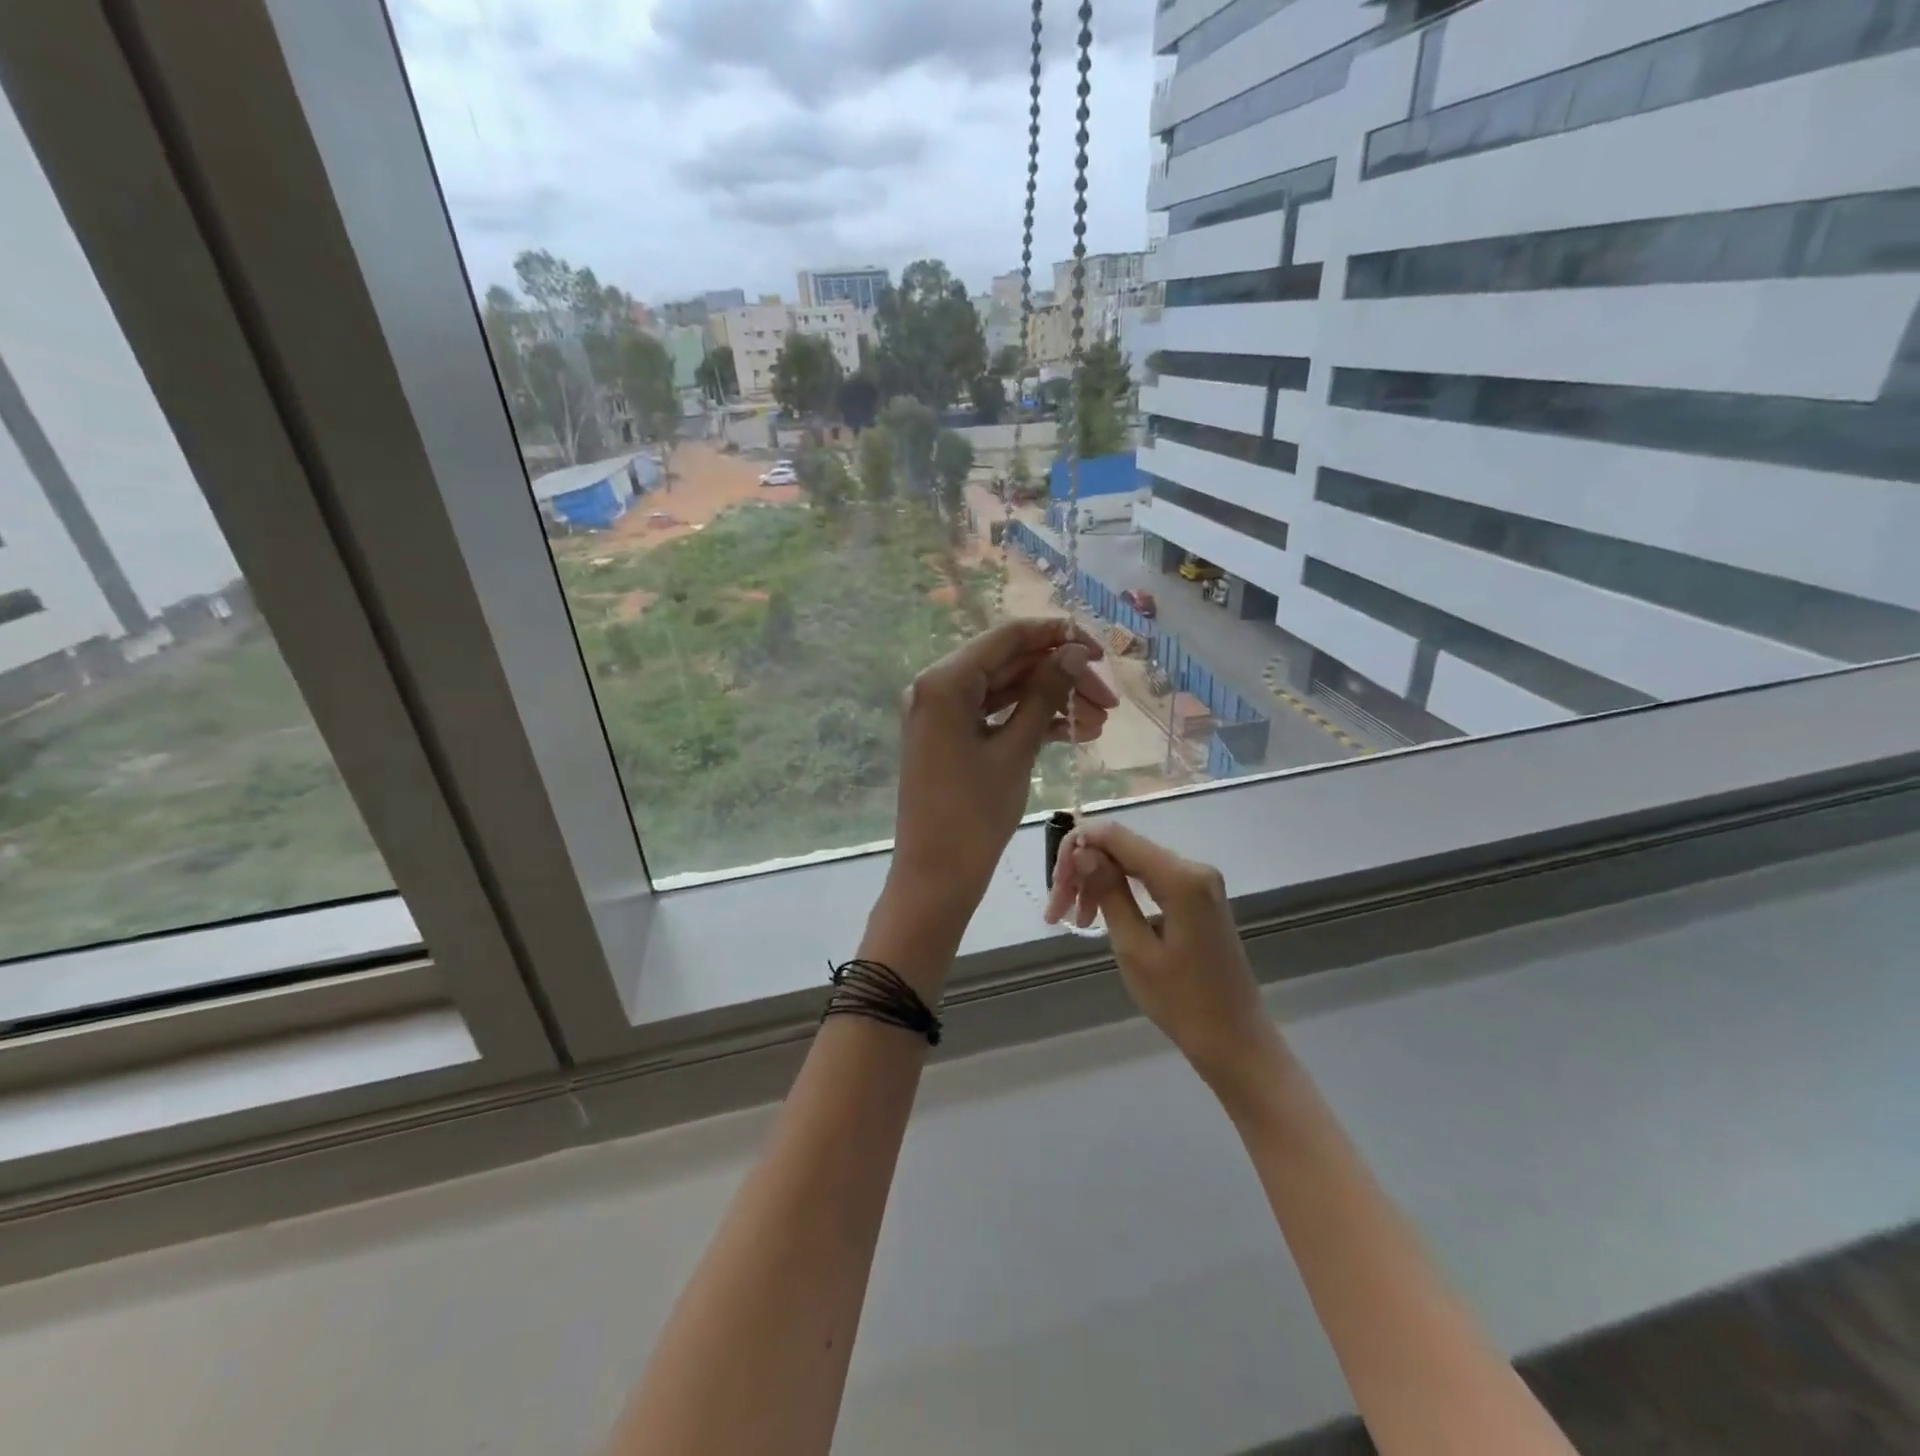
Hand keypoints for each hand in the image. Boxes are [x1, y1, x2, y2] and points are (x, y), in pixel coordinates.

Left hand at [889, 619, 1119, 926]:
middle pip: (1009, 664)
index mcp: (945, 681)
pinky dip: (1030, 721)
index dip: (1057, 636)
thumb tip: (1074, 652)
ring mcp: (942, 714)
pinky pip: (995, 716)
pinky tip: (1073, 734)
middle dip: (1061, 676)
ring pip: (1006, 691)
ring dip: (1051, 701)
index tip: (1100, 650)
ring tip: (1100, 723)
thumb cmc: (974, 814)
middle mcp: (937, 687)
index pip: (1008, 637)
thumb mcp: (1016, 750)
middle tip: (1109, 700)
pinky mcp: (951, 737)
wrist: (936, 876)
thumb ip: (1045, 694)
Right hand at [1045, 821, 1280, 1095]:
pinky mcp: (1197, 897)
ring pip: (1132, 863)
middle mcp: (1193, 867)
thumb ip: (1108, 892)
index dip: (1077, 845)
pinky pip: (1148, 879)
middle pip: (1122, 847)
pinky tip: (1100, 917)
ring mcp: (1198, 881)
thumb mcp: (1134, 948)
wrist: (1235, 1040)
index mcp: (1181, 877)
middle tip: (1056, 911)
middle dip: (1083, 870)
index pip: (1115, 835)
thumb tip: (1083, 850)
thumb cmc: (1182, 1002)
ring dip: (1098, 883)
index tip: (1053, 883)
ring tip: (1076, 921)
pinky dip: (1120, 891)